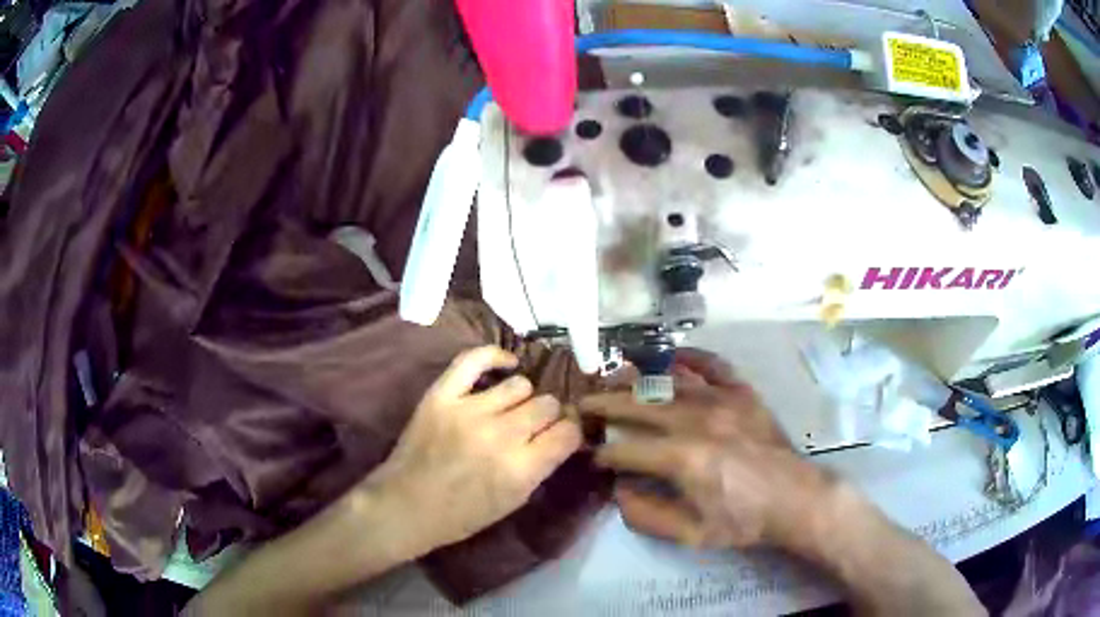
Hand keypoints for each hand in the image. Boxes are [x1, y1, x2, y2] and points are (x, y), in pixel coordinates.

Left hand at [368, 345, 582, 553]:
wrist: (406, 506)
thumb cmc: (463, 514)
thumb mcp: (514, 501)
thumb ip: (541, 466)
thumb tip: (561, 434)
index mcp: (521, 470)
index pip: (568, 432)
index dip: (571, 431)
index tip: (562, 434)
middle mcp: (501, 436)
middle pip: (548, 405)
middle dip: (548, 417)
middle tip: (534, 426)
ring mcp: (469, 411)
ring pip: (520, 386)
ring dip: (523, 399)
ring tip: (511, 409)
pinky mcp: (442, 395)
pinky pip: (474, 360)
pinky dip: (495, 357)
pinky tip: (507, 364)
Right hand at [580, 348, 833, 550]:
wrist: (794, 499)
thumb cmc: (742, 520)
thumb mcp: (691, 534)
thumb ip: (647, 515)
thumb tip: (618, 491)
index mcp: (683, 459)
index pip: (626, 449)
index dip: (603, 453)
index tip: (592, 455)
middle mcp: (697, 420)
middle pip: (638, 406)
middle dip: (605, 405)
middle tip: (584, 405)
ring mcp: (722, 400)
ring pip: (668, 382)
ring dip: (636, 380)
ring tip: (614, 380)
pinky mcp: (742, 392)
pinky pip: (712, 364)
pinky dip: (689, 358)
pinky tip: (671, 359)